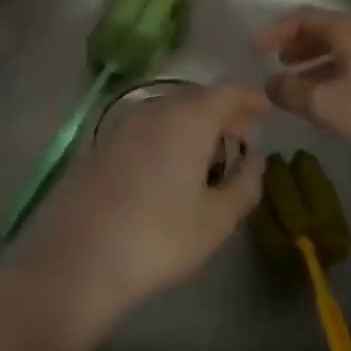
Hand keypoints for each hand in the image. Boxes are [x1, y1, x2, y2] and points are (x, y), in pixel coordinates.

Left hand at [2, 84, 268, 350]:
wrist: (81, 258)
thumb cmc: (160, 238)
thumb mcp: (217, 219)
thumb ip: (246, 183)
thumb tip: (255, 159)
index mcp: (188, 119)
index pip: (228, 91)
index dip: (252, 99)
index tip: (270, 111)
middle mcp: (155, 109)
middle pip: (198, 98)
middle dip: (225, 114)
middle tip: (244, 142)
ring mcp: (124, 124)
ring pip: (171, 111)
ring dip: (196, 126)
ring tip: (210, 160)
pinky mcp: (104, 144)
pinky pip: (148, 127)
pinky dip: (169, 136)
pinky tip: (172, 170)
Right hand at [256, 8, 350, 182]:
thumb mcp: (329, 104)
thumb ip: (292, 92)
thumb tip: (269, 84)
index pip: (305, 18)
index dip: (277, 31)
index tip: (256, 50)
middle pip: (326, 34)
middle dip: (297, 49)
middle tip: (276, 67)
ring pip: (344, 56)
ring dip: (317, 69)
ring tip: (299, 92)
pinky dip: (337, 83)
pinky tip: (333, 111)